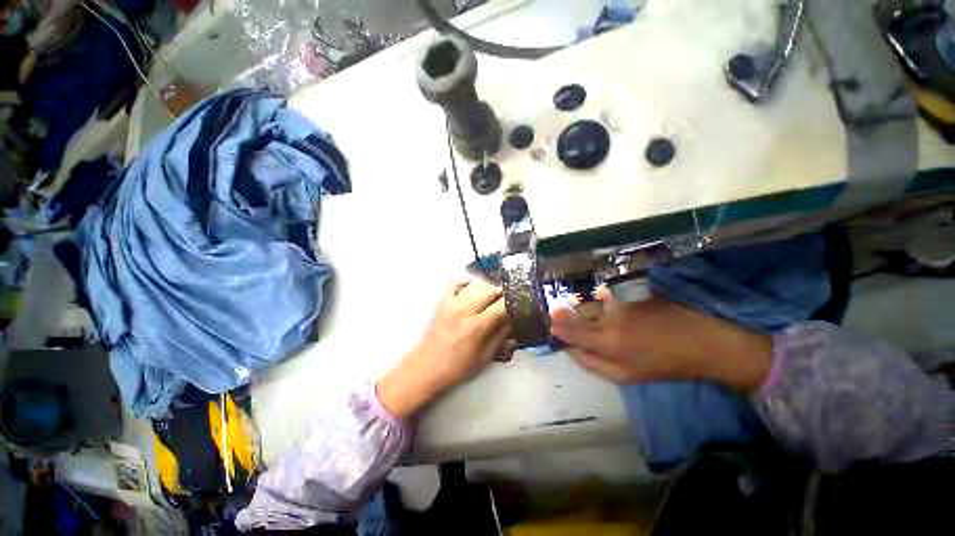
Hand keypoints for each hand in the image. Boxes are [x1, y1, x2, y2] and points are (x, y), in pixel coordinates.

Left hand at [377, 280, 510, 419]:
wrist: (426, 366)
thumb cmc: (457, 367)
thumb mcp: (486, 356)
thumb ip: (502, 335)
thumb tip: (514, 319)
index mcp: (477, 325)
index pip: (503, 304)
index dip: (515, 302)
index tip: (520, 305)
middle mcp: (465, 308)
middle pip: (492, 288)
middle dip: (504, 294)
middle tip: (507, 303)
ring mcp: (451, 301)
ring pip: (478, 283)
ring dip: (488, 288)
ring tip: (492, 299)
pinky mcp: (442, 299)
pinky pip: (458, 282)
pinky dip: (468, 284)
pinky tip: (473, 292)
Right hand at [550, 291, 773, 391]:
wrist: (700, 341)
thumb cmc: (662, 365)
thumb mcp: (625, 376)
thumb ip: (592, 364)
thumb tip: (569, 349)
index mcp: (606, 342)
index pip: (569, 330)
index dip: (557, 327)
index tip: (552, 324)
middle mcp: (608, 318)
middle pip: (576, 314)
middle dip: (565, 315)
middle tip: (561, 316)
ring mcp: (619, 303)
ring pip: (589, 304)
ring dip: (582, 308)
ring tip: (585, 313)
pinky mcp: (629, 294)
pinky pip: (605, 297)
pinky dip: (599, 301)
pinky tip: (606, 305)